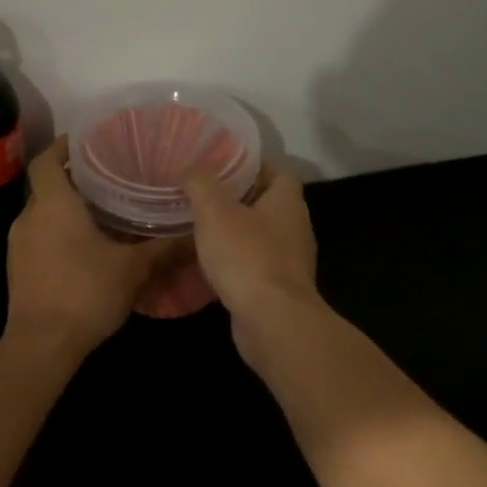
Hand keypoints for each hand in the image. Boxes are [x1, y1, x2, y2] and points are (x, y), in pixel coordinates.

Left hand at [5, 137, 167, 357]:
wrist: (41, 346)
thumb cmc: (85, 293)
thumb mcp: (133, 268)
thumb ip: (164, 247)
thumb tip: (196, 231)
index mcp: (53, 204)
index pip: (47, 159)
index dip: (65, 146)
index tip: (90, 142)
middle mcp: (29, 216)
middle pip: (48, 186)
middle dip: (76, 180)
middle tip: (112, 178)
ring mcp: (19, 244)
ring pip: (44, 214)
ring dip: (69, 209)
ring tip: (105, 212)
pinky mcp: (18, 268)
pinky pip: (40, 237)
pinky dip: (60, 233)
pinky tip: (88, 248)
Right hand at [182, 164, 321, 357]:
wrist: (272, 321)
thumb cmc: (246, 257)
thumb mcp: (215, 211)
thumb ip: (201, 183)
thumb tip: (190, 169)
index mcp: (287, 201)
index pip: (276, 170)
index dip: (251, 164)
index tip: (221, 165)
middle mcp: (295, 227)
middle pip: (268, 203)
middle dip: (239, 198)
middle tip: (204, 194)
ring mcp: (291, 261)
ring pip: (261, 236)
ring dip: (236, 231)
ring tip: (202, 227)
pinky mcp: (279, 289)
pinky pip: (256, 265)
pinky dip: (236, 261)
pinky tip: (210, 264)